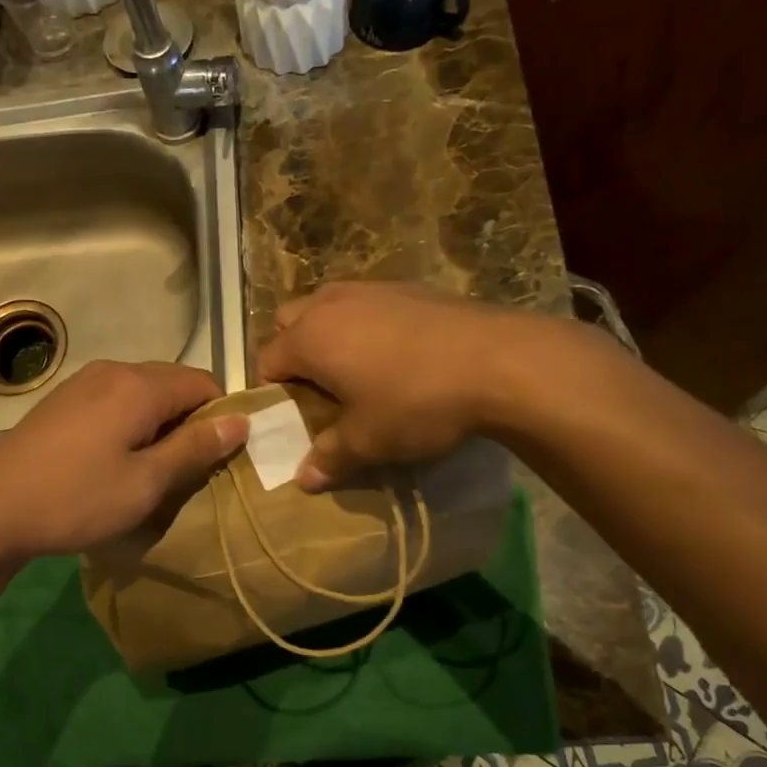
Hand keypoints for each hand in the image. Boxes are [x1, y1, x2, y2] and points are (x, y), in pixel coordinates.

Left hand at [0, 360, 248, 560]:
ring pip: (144, 391)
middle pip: (174, 382)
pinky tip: (116, 459)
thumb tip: (241, 421)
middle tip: (188, 468)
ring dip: (160, 422)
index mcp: (139, 385)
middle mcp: (114, 370)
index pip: (204, 382)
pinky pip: (116, 399)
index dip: (221, 416)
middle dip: (191, 419)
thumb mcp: (146, 482)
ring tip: (153, 468)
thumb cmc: (76, 498)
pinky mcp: (63, 400)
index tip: (218, 458)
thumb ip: (195, 447)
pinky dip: (132, 421)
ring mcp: (83, 382)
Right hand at [255, 281, 553, 490]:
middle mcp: (331, 304)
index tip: (292, 416)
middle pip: (289, 320)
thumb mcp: (368, 441)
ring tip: (357, 368)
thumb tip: (303, 480)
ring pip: (329, 305)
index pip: (267, 360)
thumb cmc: (416, 402)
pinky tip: (399, 353)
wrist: (499, 361)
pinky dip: (368, 323)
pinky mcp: (410, 286)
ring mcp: (371, 288)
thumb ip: (329, 458)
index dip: (272, 391)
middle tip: (319, 387)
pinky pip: (369, 303)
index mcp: (309, 338)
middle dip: (294, 350)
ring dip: (330, 332)